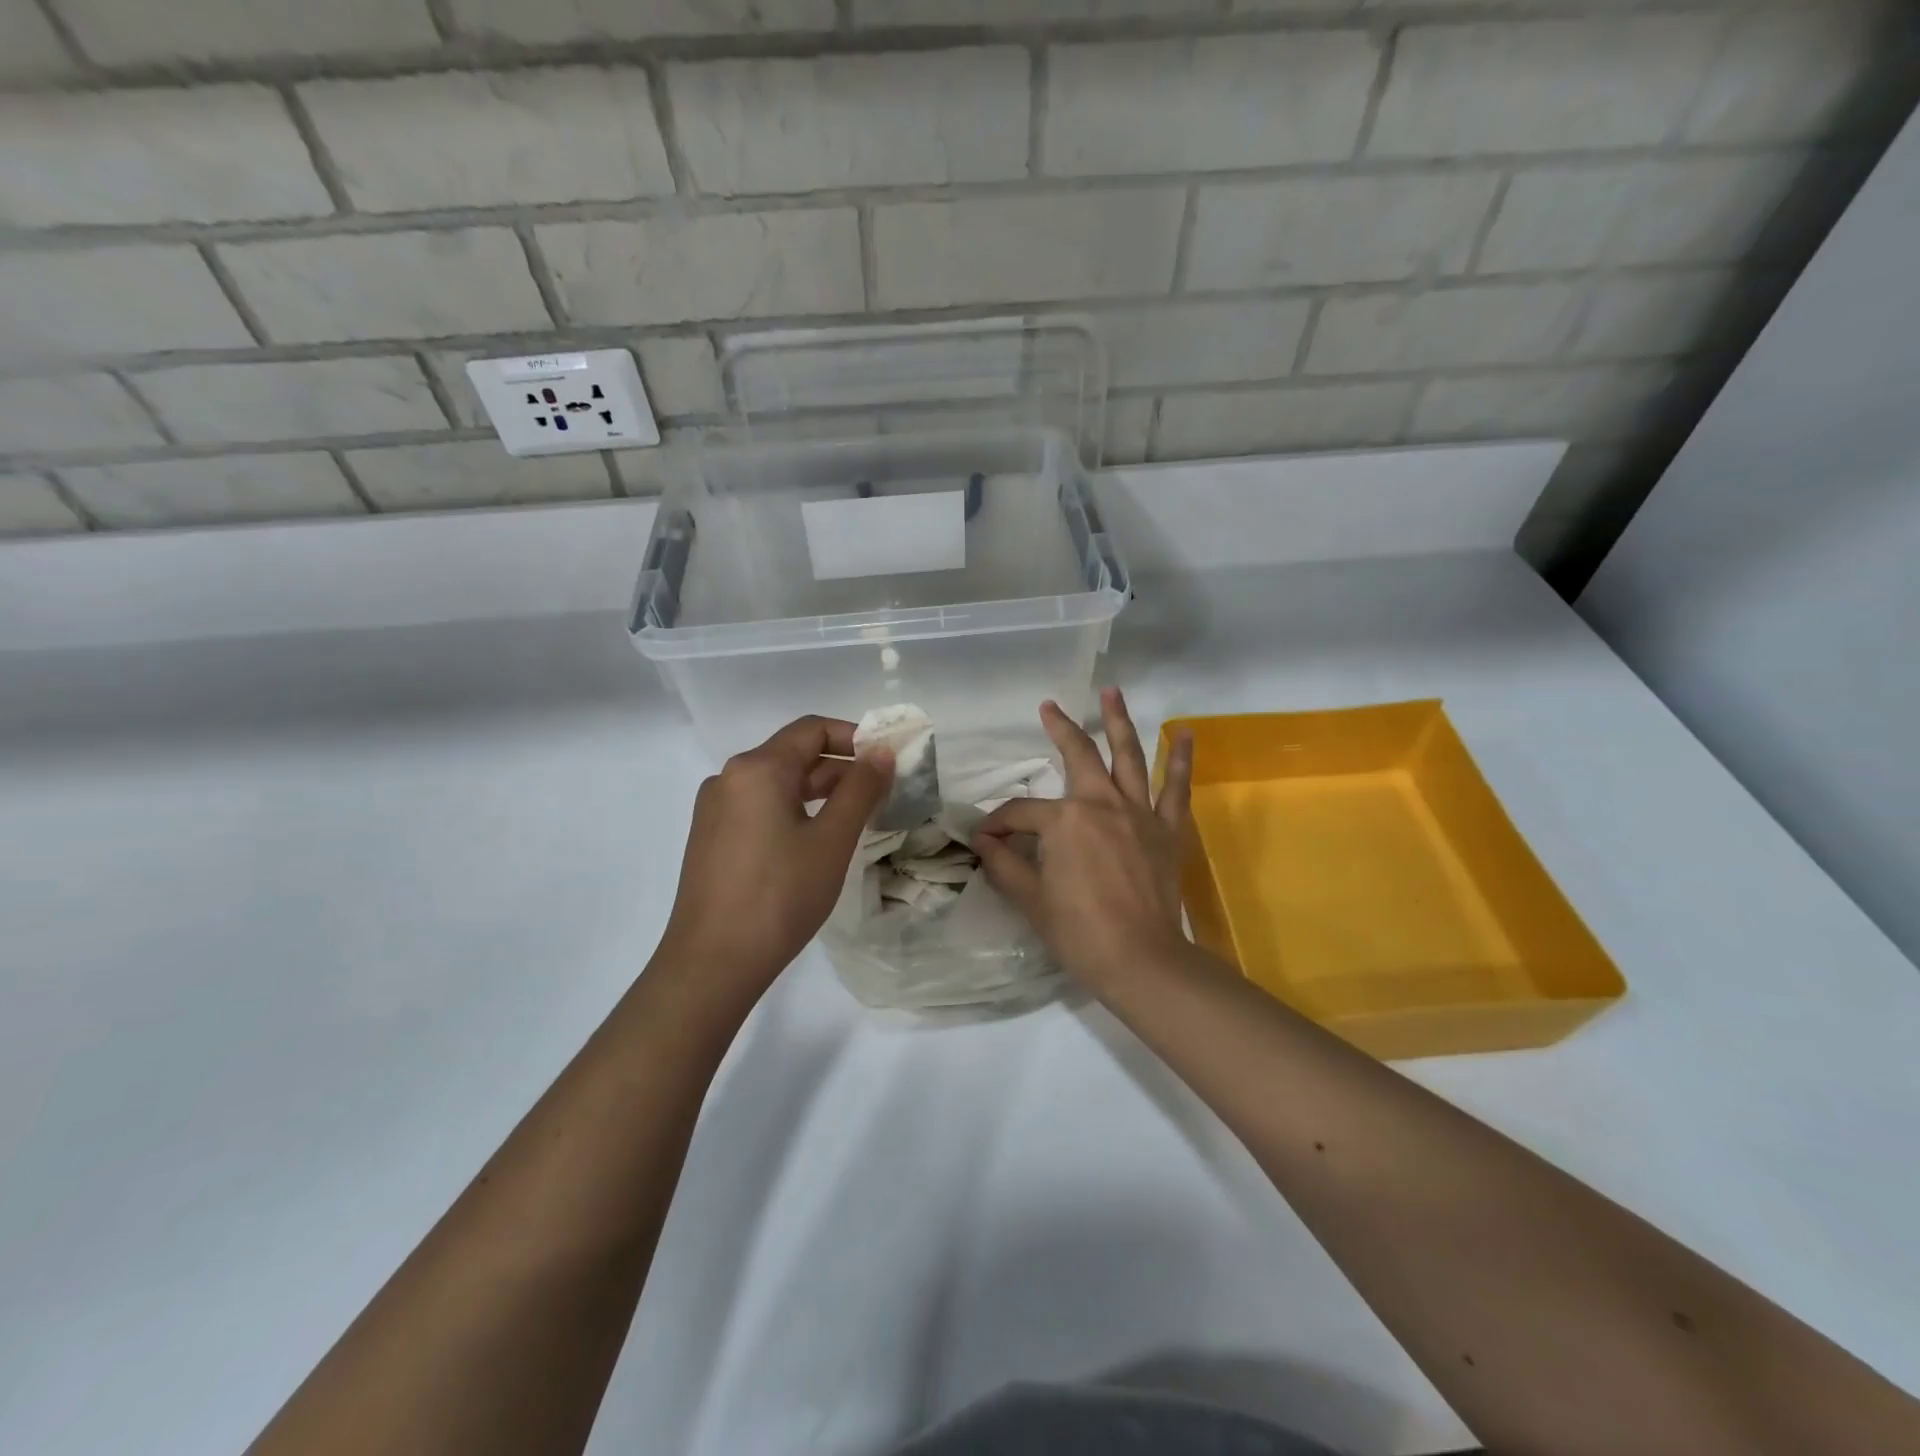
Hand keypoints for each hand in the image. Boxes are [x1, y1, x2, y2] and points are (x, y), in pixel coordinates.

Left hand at [657, 716, 892, 1006]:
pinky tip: (817, 838)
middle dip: (841, 767)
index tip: (888, 760)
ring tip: (858, 815)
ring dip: (820, 790)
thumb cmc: (780, 896)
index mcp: (757, 768)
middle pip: (794, 754)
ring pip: (777, 783)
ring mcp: (716, 809)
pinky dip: (794, 810)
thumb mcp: (831, 840)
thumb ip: (861, 789)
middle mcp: (729, 778)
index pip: (812, 729)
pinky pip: (760, 807)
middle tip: (882, 792)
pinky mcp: (712, 838)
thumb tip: (882, 752)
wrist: (712, 963)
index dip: (855, 737)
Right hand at [973, 687, 1193, 989]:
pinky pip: (1176, 787)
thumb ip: (1004, 864)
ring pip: (1128, 756)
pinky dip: (1181, 759)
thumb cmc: (1080, 932)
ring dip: (1118, 721)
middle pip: (1078, 756)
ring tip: (1112, 691)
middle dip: (1061, 728)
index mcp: (1064, 821)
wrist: (1141, 961)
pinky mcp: (1168, 829)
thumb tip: (982, 842)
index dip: (997, 826)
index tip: (985, 841)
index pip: (1020, 814)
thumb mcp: (1031, 899)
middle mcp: (1102, 804)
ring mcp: (1139, 812)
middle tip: (1049, 707)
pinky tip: (1186, 733)